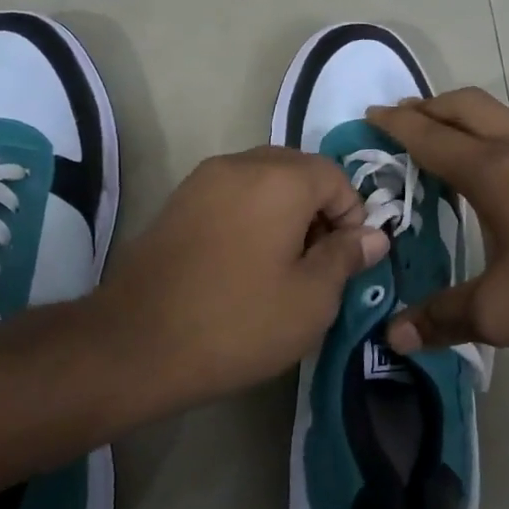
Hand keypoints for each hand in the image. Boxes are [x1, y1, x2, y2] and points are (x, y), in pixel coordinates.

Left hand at [85, 146, 388, 411]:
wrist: (136, 344)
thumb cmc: (238, 322)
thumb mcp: (311, 299)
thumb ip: (346, 257)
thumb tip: (373, 235)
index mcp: (280, 179)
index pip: (335, 175)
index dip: (353, 214)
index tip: (347, 258)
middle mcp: (240, 164)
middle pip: (298, 171)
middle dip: (319, 209)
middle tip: (319, 260)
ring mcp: (202, 181)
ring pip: (262, 181)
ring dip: (285, 211)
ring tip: (282, 264)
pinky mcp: (177, 203)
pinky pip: (231, 195)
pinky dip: (251, 215)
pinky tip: (245, 262)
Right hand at [365, 89, 508, 352]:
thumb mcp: (500, 311)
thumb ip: (444, 319)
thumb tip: (393, 337)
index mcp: (491, 172)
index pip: (430, 137)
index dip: (397, 123)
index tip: (372, 111)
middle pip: (468, 106)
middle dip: (432, 105)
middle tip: (408, 113)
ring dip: (481, 112)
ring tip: (467, 130)